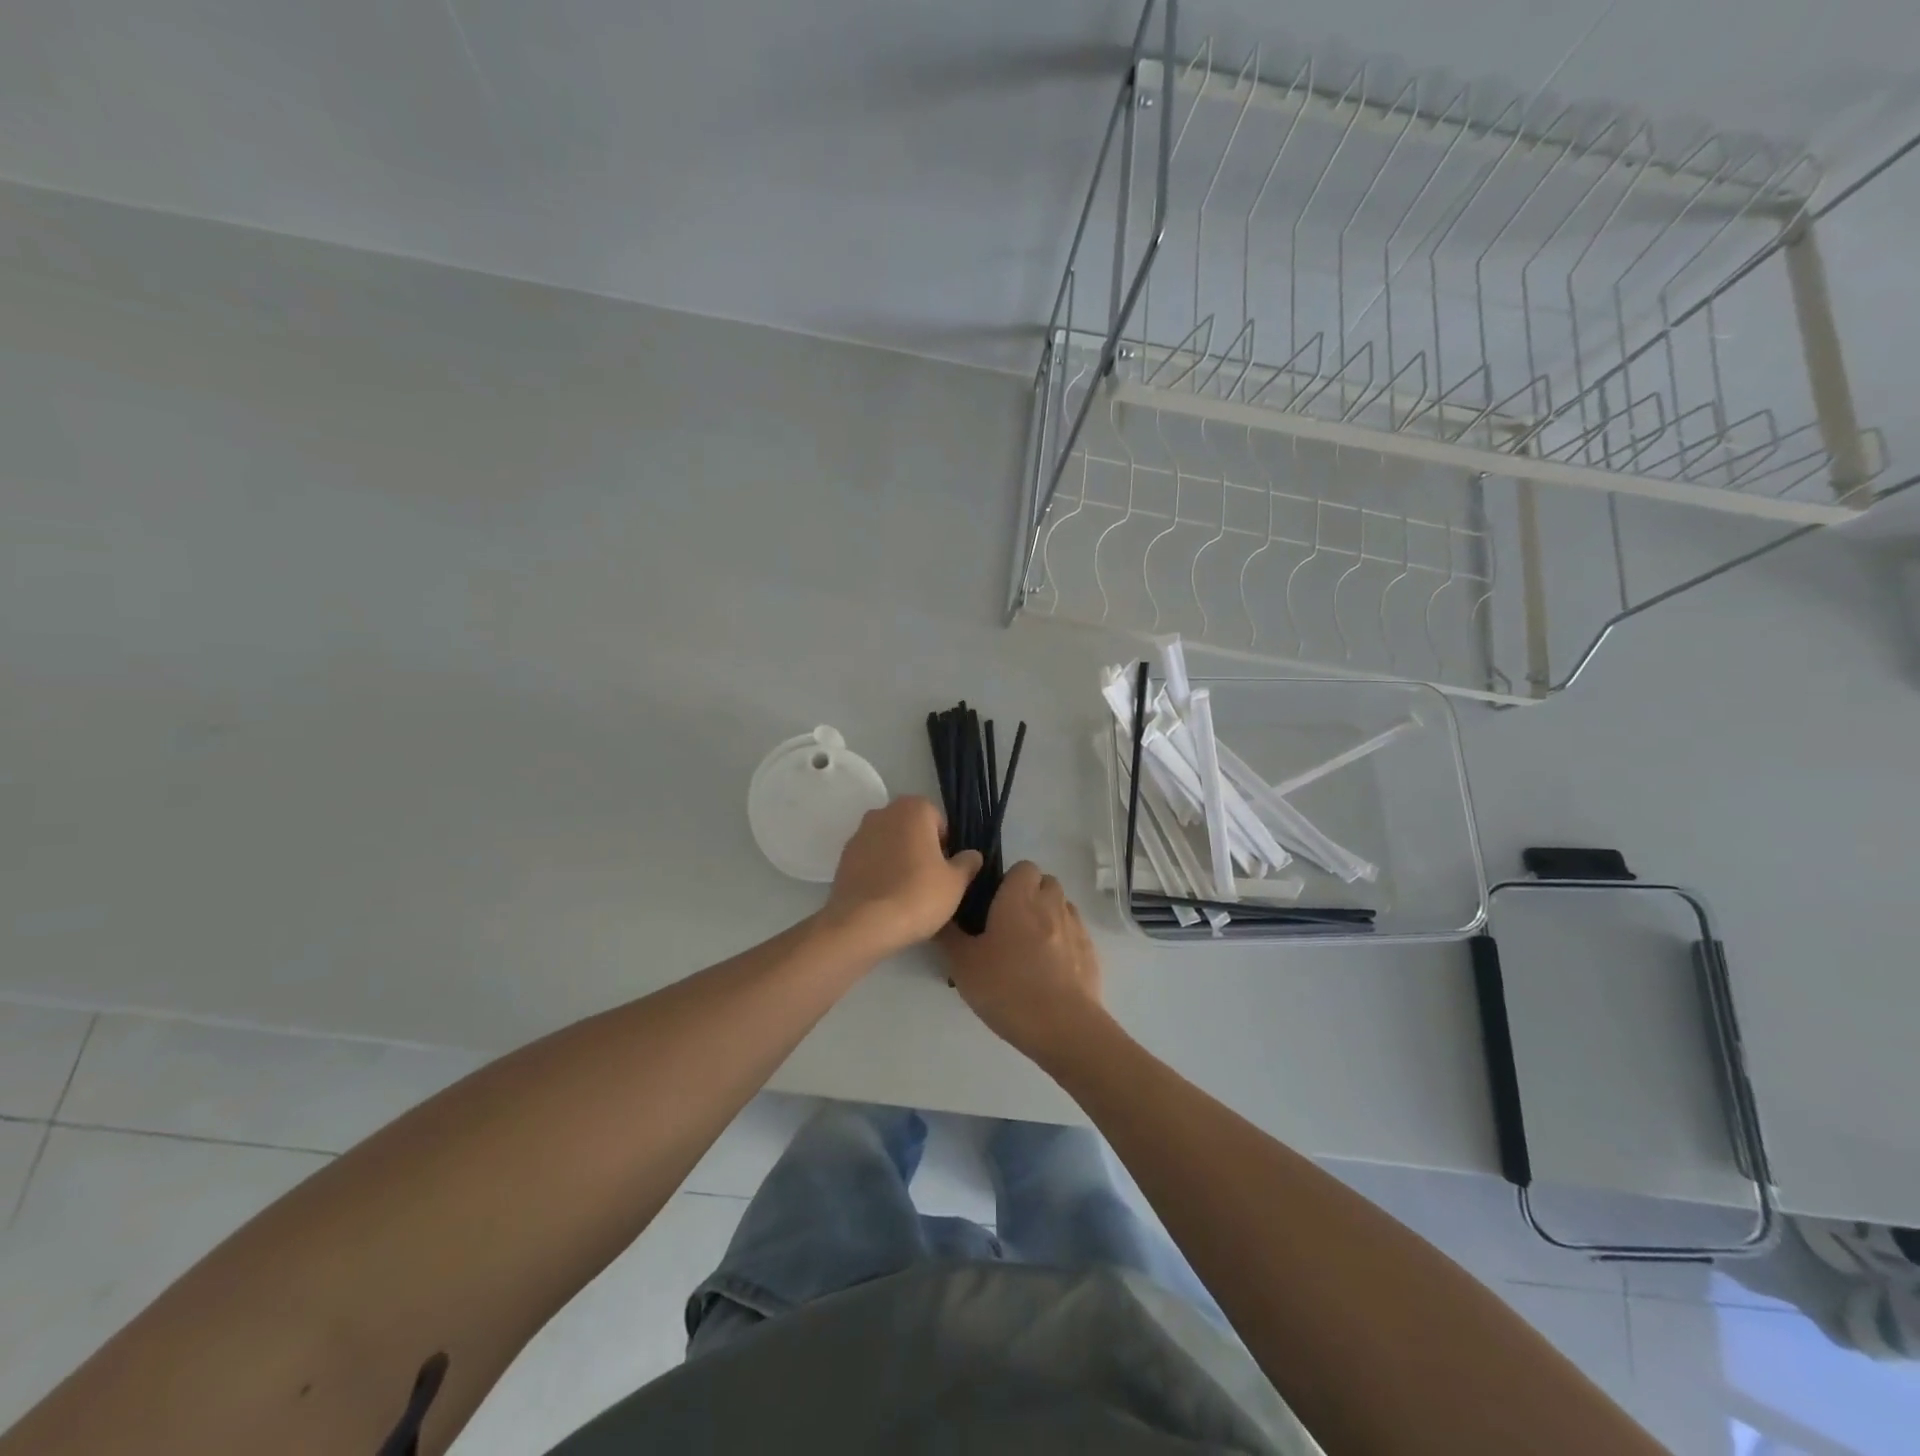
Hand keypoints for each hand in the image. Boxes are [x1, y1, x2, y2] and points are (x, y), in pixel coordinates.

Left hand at [821, 796, 981, 956]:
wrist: (863, 925)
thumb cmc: (917, 895)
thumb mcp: (956, 883)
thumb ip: (967, 863)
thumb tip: (972, 855)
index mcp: (914, 808)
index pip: (939, 821)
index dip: (946, 846)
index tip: (946, 871)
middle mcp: (883, 813)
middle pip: (912, 829)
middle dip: (921, 849)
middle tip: (929, 881)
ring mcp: (859, 834)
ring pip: (889, 844)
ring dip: (898, 860)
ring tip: (906, 893)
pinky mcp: (843, 858)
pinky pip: (870, 860)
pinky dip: (879, 872)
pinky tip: (885, 897)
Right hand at [937, 861, 1104, 1063]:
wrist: (1062, 1027)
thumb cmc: (1007, 988)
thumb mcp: (963, 965)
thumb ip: (950, 936)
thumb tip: (940, 916)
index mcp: (1020, 899)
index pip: (1023, 867)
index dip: (1010, 880)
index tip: (994, 902)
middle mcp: (1051, 904)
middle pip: (1046, 883)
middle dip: (1031, 895)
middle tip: (1010, 924)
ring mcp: (1076, 928)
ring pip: (1063, 907)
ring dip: (1049, 916)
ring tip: (1031, 947)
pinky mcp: (1091, 953)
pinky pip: (1076, 934)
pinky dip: (1064, 941)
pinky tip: (1050, 968)